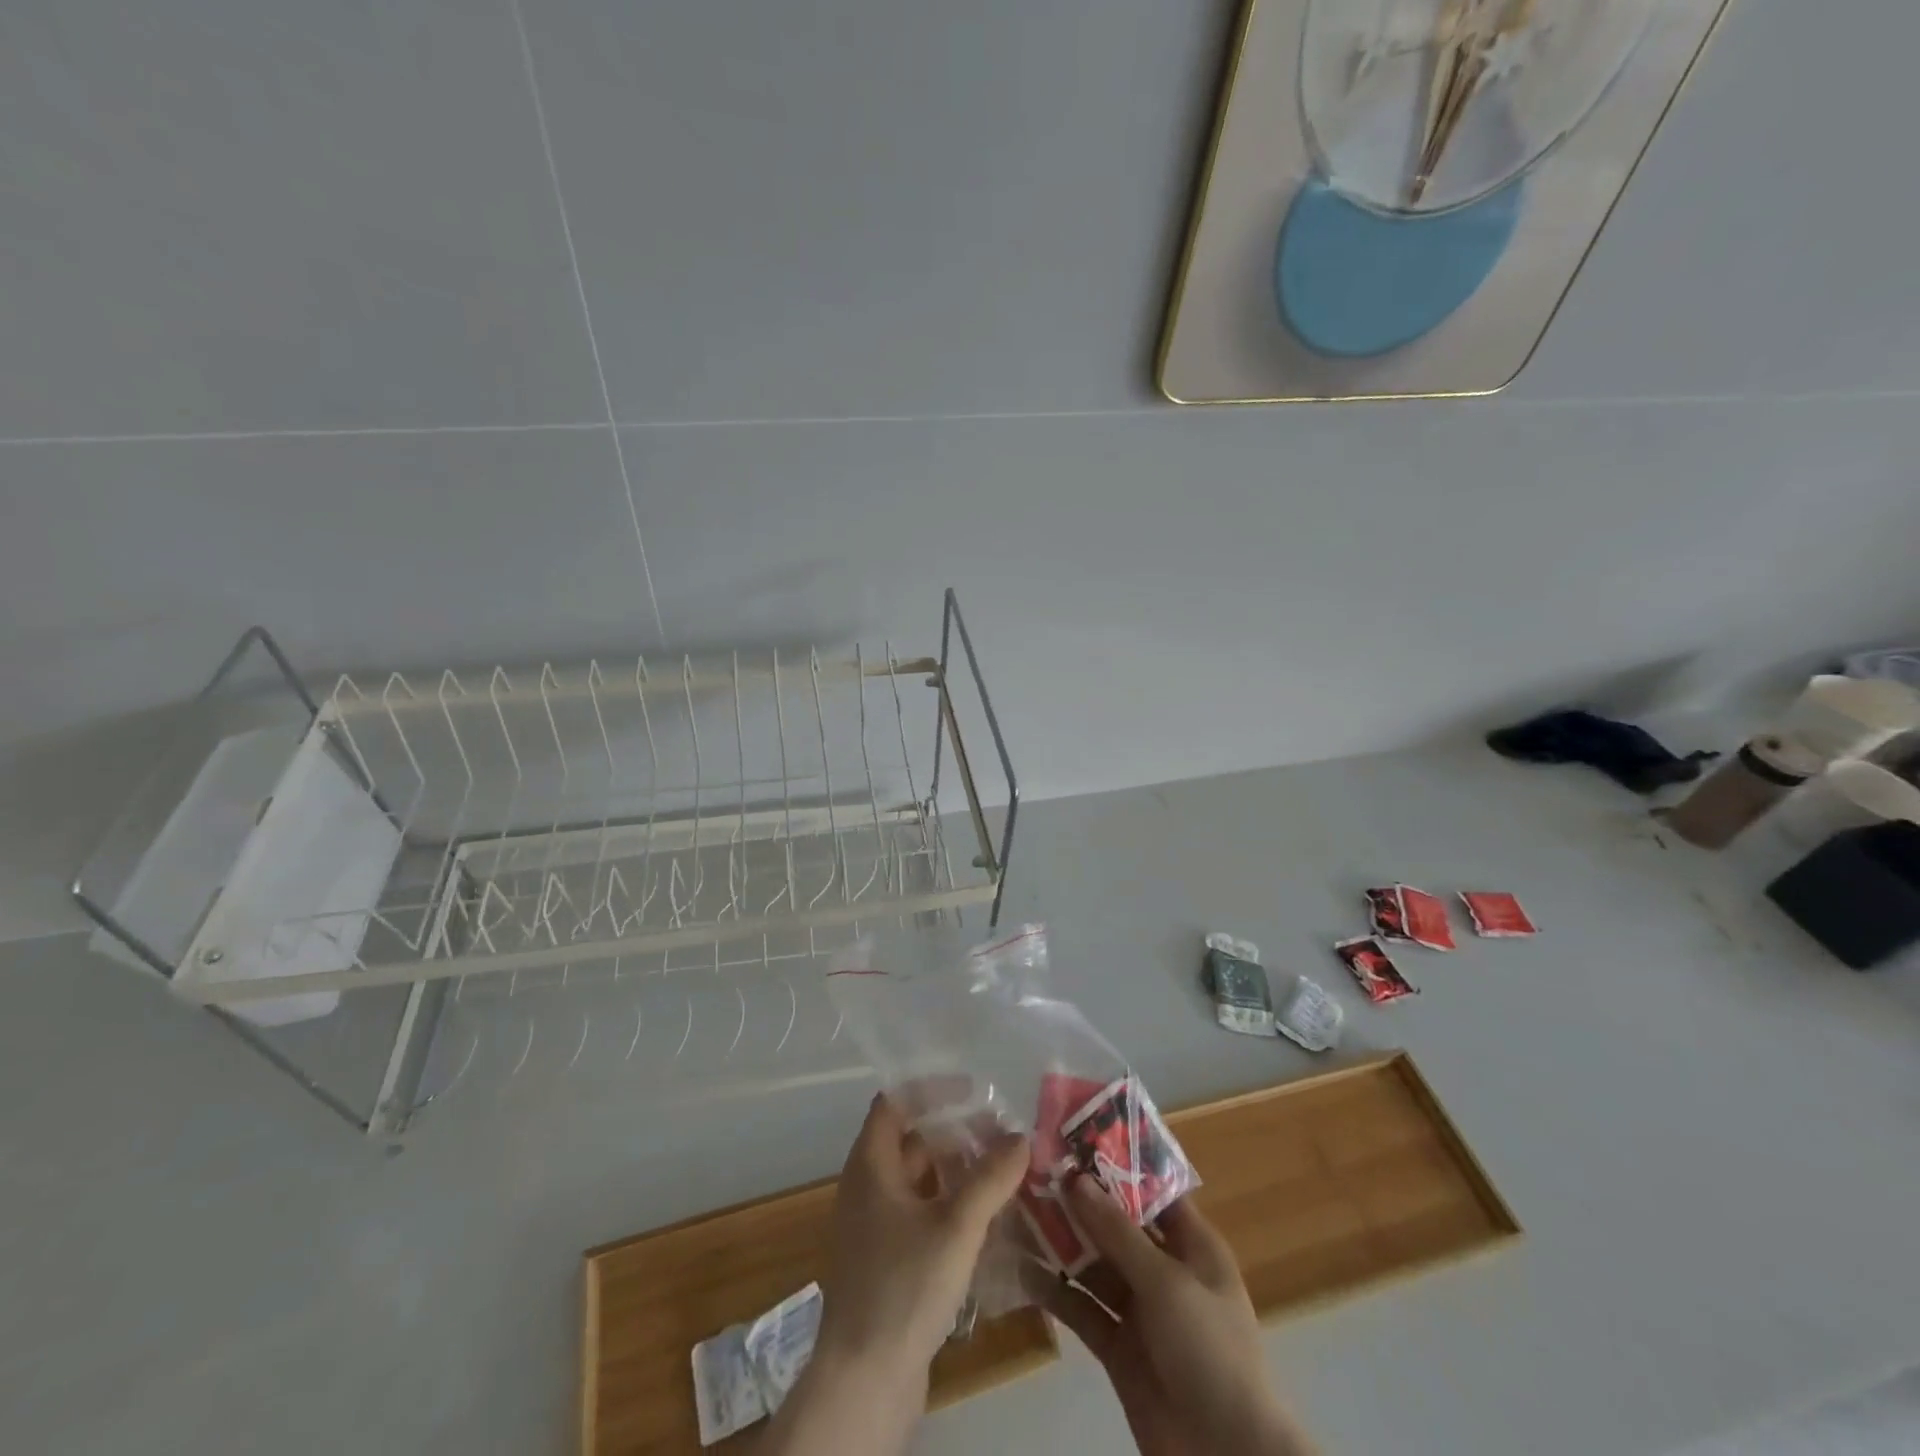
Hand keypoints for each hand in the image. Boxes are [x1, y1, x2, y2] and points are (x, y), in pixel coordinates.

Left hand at [815, 1092, 1029, 1389]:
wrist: (864, 1381)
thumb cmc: (904, 1286)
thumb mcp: (956, 1226)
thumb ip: (990, 1178)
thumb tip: (1020, 1137)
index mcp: (870, 1165)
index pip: (895, 1103)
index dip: (931, 1090)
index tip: (973, 1092)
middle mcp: (866, 1188)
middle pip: (910, 1141)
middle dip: (954, 1133)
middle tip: (1000, 1135)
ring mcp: (873, 1228)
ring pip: (918, 1181)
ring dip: (955, 1173)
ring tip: (1001, 1173)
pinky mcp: (885, 1262)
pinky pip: (919, 1216)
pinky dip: (949, 1207)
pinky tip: (985, 1222)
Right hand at [1027, 1177, 1314, 1455]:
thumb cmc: (1210, 1351)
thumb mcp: (1166, 1282)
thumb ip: (1117, 1231)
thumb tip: (1076, 1178)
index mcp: (1192, 1245)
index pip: (1152, 1190)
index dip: (1117, 1164)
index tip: (1074, 1137)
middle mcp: (1165, 1270)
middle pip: (1117, 1225)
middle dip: (1079, 1201)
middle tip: (1033, 1170)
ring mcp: (1140, 1310)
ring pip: (1094, 1264)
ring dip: (1061, 1241)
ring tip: (1018, 1209)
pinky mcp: (1118, 1347)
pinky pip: (1083, 1308)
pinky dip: (1056, 1290)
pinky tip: (1022, 1267)